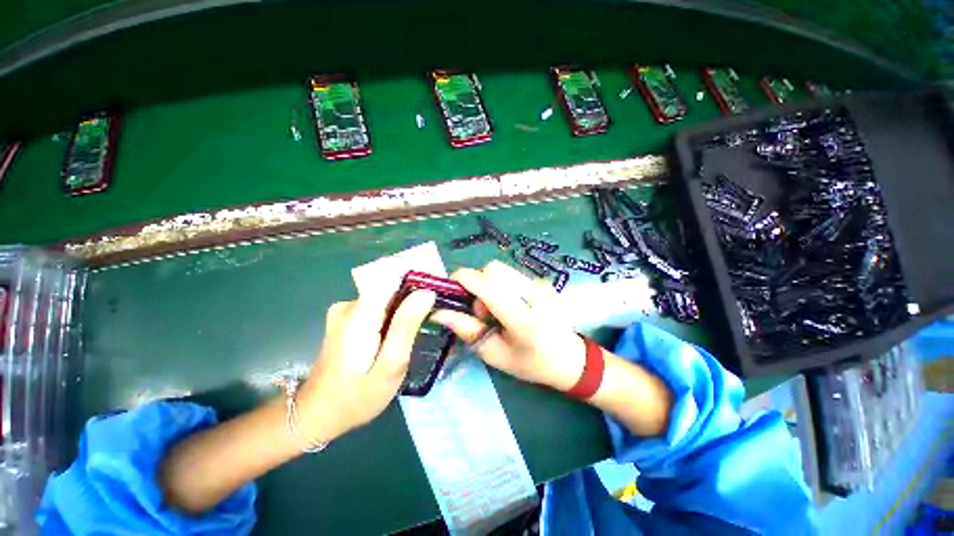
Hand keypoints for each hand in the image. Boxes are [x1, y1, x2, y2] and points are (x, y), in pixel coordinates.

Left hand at [298, 289, 435, 440]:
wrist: (317, 414)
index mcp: (360, 313)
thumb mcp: (390, 365)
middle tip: (431, 320)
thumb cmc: (357, 397)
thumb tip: (426, 292)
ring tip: (418, 330)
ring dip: (404, 309)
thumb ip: (406, 326)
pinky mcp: (347, 318)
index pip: (394, 277)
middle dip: (414, 299)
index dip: (419, 282)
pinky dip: (393, 315)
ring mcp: (346, 310)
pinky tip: (399, 335)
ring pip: (387, 298)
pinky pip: (378, 306)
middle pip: (392, 287)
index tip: (437, 295)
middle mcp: (350, 304)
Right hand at [431, 261, 585, 390]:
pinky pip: (513, 275)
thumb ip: (466, 329)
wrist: (569, 359)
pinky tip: (512, 305)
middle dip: (478, 284)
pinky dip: (503, 286)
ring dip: (490, 285)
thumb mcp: (494, 354)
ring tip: (497, 309)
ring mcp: (543, 285)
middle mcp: (535, 294)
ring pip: (503, 270)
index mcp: (522, 318)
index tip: (450, 286)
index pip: (488, 285)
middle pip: (494, 269)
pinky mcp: (544, 282)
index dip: (464, 279)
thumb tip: (438, 312)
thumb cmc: (530, 363)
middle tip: (481, 310)